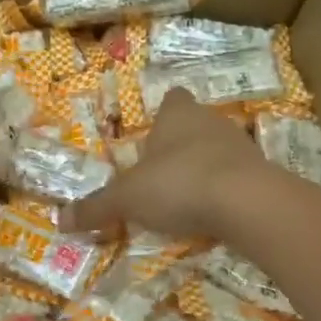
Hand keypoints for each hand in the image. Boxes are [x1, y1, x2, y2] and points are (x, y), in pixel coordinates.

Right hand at [70, 91, 267, 241]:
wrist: (248, 202)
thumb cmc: (179, 183)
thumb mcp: (128, 198)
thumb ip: (96, 208)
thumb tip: (59, 221)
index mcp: (177, 115)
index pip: (172, 99)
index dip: (164, 112)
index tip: (154, 131)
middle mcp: (210, 121)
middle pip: (195, 125)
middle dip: (180, 145)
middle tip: (161, 172)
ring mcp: (241, 146)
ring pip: (218, 150)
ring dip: (204, 168)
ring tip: (185, 197)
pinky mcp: (262, 173)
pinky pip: (238, 177)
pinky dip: (225, 192)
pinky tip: (213, 214)